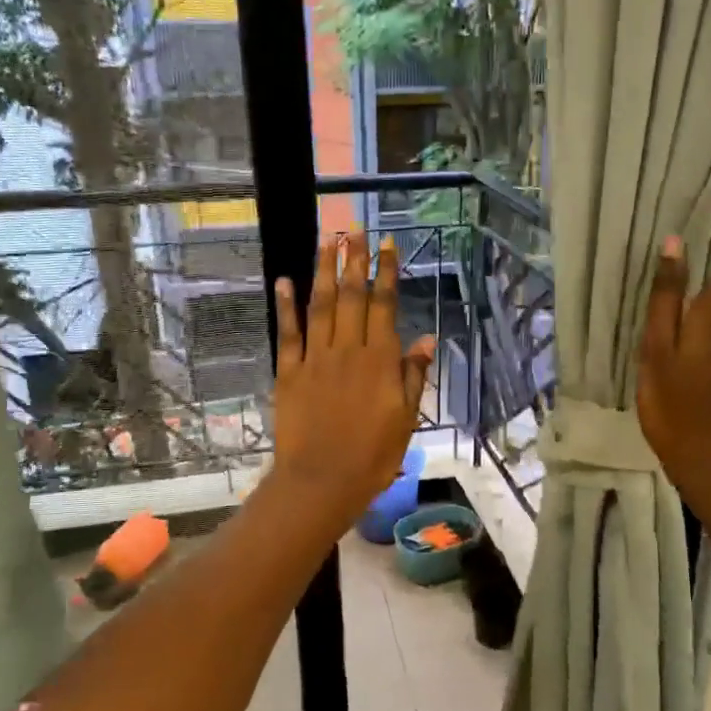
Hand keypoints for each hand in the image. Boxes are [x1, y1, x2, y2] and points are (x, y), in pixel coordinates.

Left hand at [271, 231, 434, 530]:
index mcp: (380, 361)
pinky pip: (288, 333)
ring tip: (327, 240)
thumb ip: (413, 376)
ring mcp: (316, 359)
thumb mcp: (406, 419)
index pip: (384, 306)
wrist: (321, 482)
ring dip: (324, 271)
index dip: (385, 273)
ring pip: (320, 306)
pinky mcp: (290, 372)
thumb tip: (425, 339)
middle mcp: (348, 350)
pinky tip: (285, 281)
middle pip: (351, 297)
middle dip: (353, 260)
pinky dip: (286, 305)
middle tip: (353, 229)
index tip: (386, 245)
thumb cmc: (372, 456)